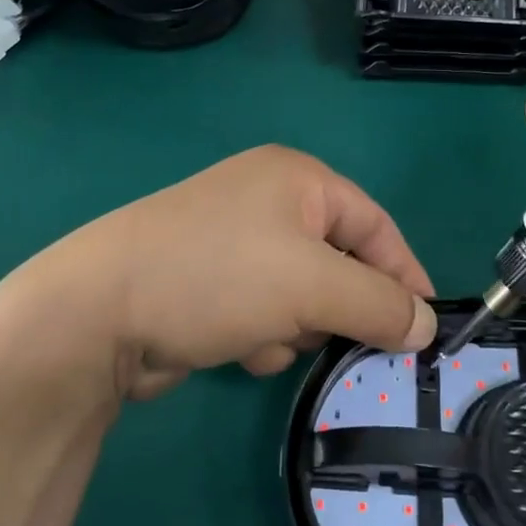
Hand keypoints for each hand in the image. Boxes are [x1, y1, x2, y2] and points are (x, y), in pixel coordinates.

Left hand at [28, 146, 436, 401]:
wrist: (99, 313)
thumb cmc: (218, 277)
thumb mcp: (312, 285)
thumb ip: (379, 303)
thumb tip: (425, 325)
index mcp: (295, 179)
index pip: (374, 224)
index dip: (404, 273)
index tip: (426, 326)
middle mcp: (265, 201)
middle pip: (337, 262)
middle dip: (338, 306)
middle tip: (341, 340)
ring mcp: (231, 242)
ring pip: (301, 295)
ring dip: (295, 326)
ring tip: (269, 337)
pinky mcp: (208, 283)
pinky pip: (263, 311)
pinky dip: (260, 334)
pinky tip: (236, 346)